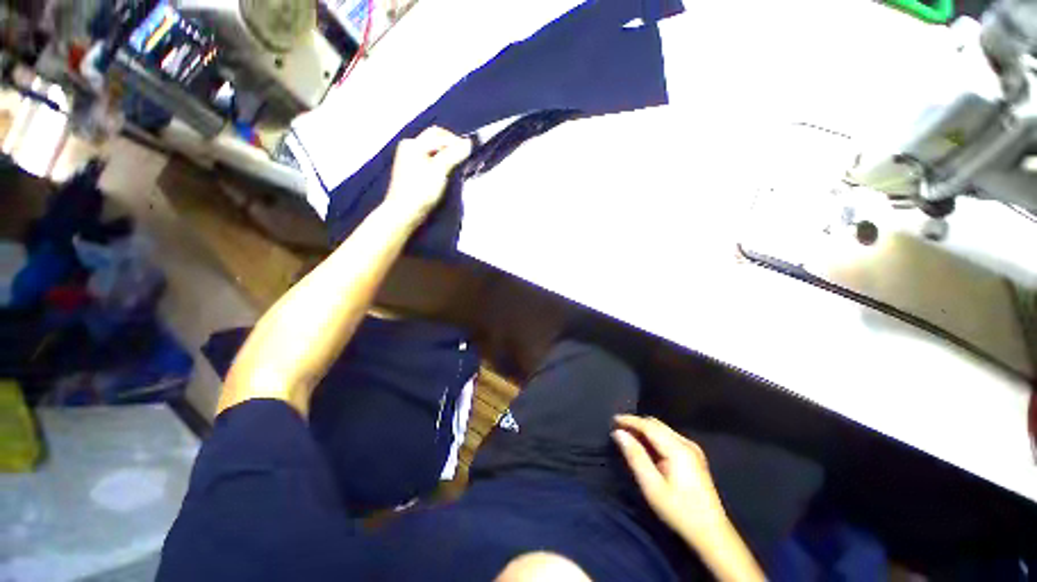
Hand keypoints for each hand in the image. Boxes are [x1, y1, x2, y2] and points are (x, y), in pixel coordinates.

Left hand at [384, 126, 471, 221]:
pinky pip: (430, 162)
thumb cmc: (421, 191)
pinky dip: (441, 164)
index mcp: (414, 144)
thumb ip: (454, 154)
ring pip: (433, 152)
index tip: (470, 153)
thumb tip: (469, 142)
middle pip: (435, 141)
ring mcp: (409, 160)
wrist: (405, 213)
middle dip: (451, 147)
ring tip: (459, 167)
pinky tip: (448, 174)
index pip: (439, 134)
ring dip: (447, 156)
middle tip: (465, 159)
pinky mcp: (413, 173)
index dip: (456, 141)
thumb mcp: (440, 170)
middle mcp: (410, 148)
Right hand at [612, 415, 726, 539]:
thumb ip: (635, 456)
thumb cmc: (679, 511)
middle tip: (618, 428)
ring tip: (628, 435)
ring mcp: (693, 449)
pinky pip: (669, 437)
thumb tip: (619, 433)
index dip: (630, 420)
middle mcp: (686, 443)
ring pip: (663, 429)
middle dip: (636, 423)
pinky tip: (646, 446)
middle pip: (656, 424)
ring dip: (645, 429)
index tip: (613, 419)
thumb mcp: (652, 486)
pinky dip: (654, 437)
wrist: (712, 533)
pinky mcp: (695, 456)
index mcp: (677, 449)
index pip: (649, 425)